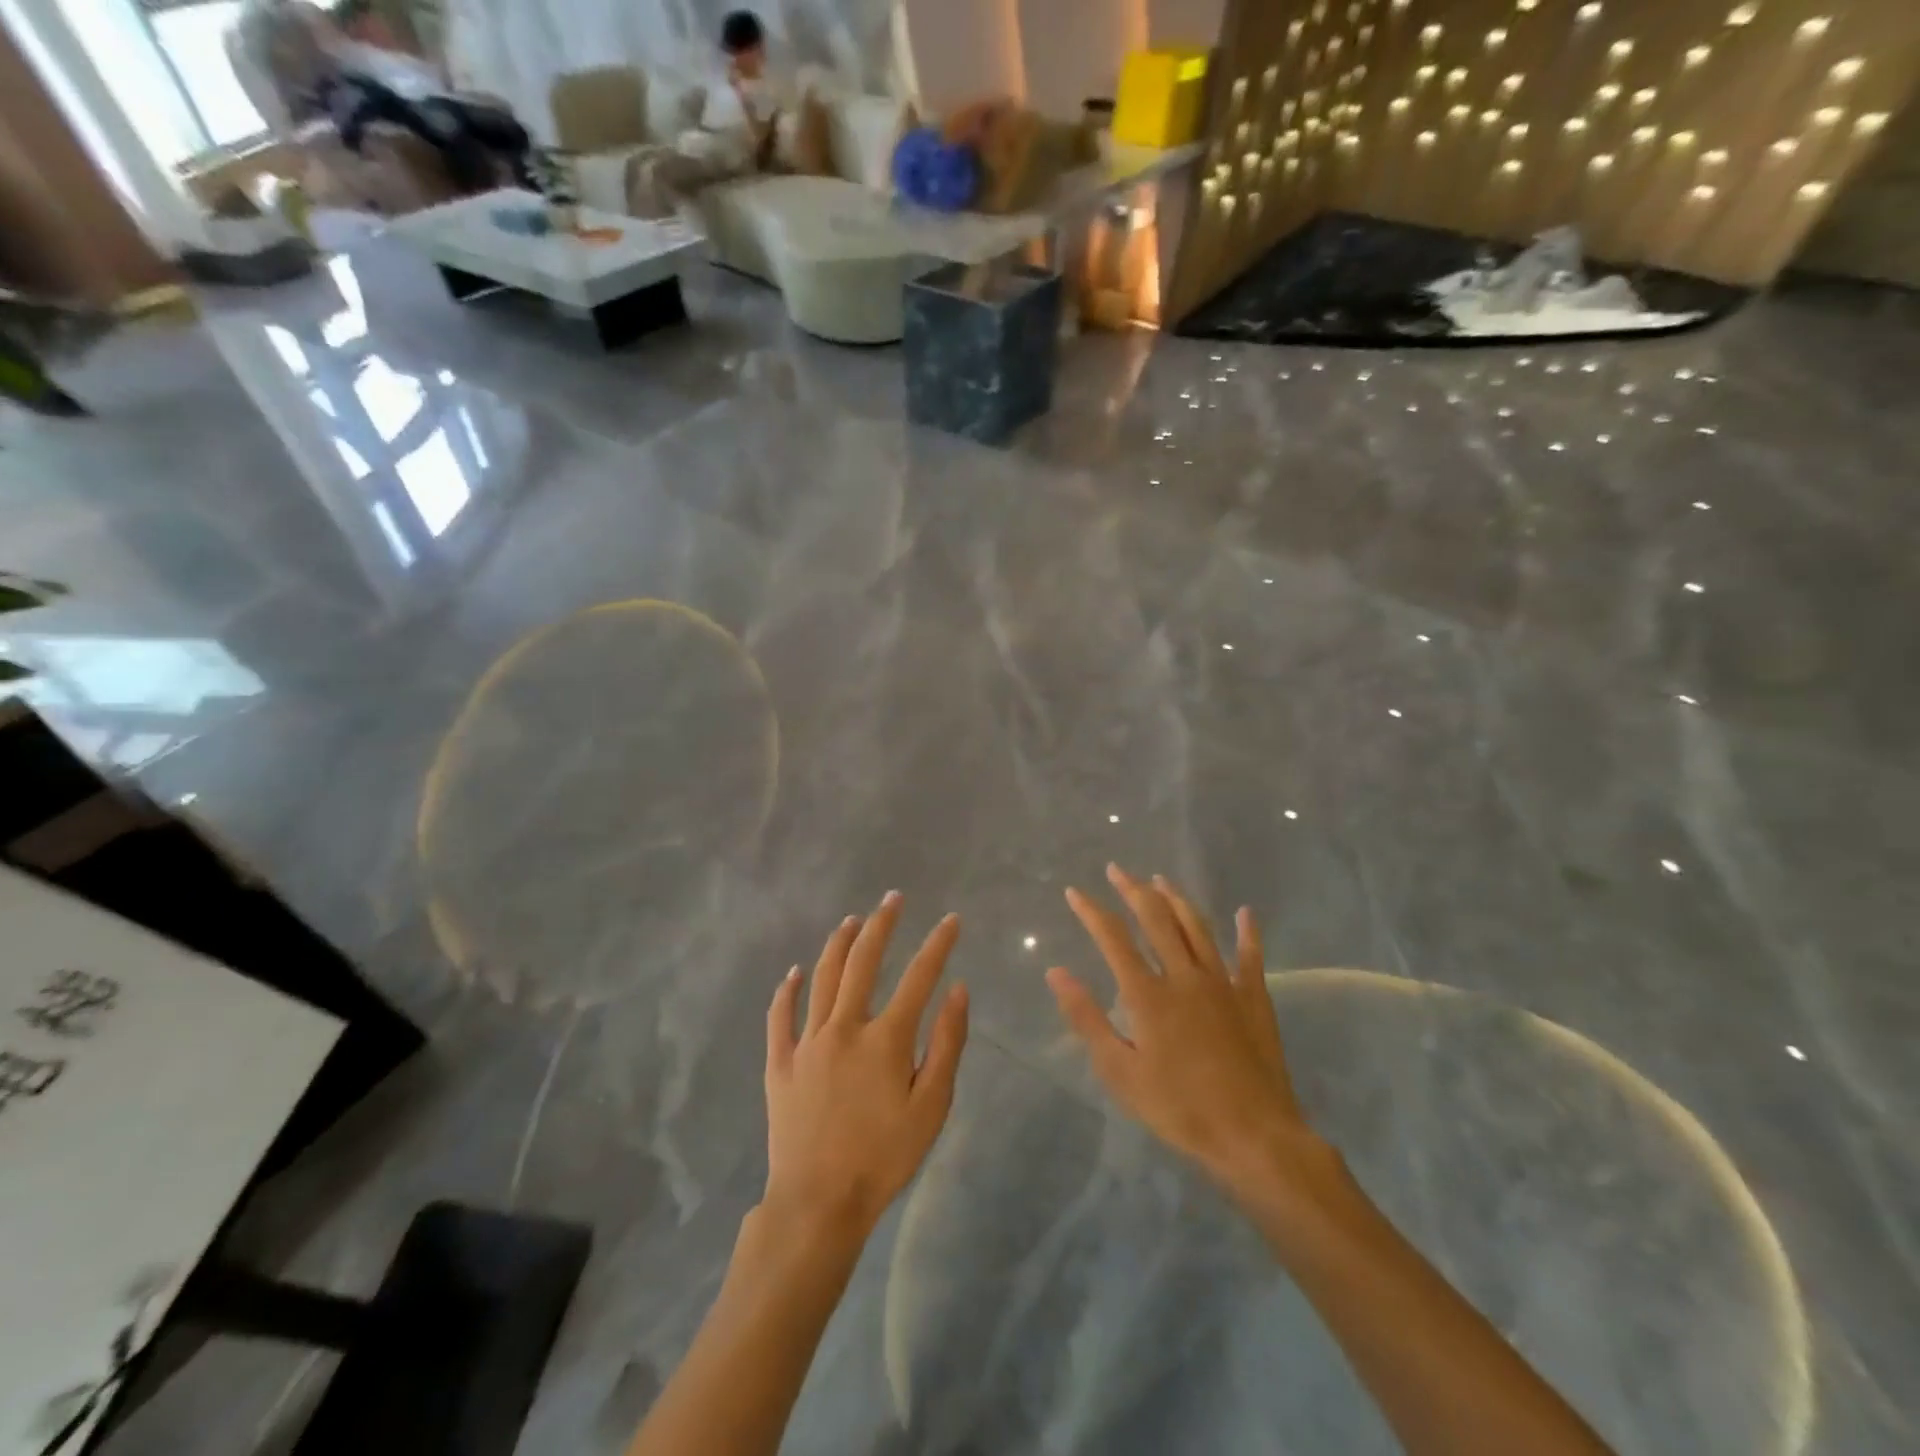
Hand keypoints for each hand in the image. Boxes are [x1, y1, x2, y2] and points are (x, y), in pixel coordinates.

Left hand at [764, 893, 968, 1238]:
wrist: (818, 1203)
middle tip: (893, 899)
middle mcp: (844, 1027)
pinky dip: (787, 990)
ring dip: (838, 943)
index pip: (919, 977)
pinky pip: (780, 1016)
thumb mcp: (931, 1107)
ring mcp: (807, 1042)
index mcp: (885, 1039)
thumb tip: (958, 989)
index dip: (938, 945)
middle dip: (882, 924)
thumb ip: (946, 1044)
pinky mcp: (780, 1062)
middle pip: (863, 961)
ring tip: (852, 920)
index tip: (951, 921)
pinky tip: (795, 972)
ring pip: (822, 977)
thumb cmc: (884, 1158)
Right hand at [1049, 865, 1322, 1199]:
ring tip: (1161, 880)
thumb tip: (1057, 972)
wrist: (1254, 1136)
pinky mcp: (1254, 999)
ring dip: (1177, 900)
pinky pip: (1251, 957)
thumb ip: (1087, 1018)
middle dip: (1133, 891)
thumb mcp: (1120, 1072)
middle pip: (1157, 920)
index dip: (1092, 912)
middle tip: (1117, 870)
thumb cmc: (1179, 1108)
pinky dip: (1248, 932)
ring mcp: (1224, 984)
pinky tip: (1245, 912)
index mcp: (1148, 994)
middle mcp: (1185, 976)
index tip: (1075, 892)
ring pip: (1198, 928)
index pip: (1114, 939)